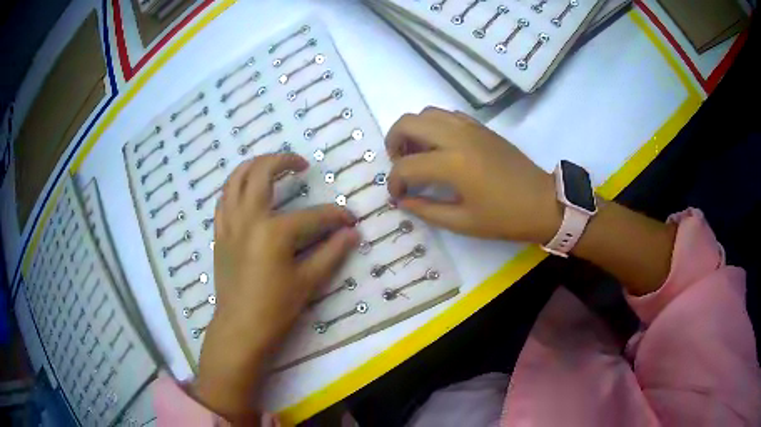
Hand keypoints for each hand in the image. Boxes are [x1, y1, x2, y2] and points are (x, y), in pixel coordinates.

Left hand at [192, 154, 358, 420]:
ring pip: (236, 178)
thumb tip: (353, 233)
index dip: (336, 217)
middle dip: (284, 160)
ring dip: (254, 164)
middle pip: (262, 172)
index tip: (350, 220)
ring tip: (271, 165)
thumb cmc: (275, 308)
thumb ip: (332, 252)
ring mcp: (229, 223)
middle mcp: (248, 218)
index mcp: (274, 232)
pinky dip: (235, 185)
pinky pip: (223, 198)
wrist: (240, 328)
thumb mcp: (308, 282)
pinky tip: (246, 190)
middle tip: (300, 163)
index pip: (313, 216)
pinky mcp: (220, 232)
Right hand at [386, 107, 561, 242]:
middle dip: (394, 141)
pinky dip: (434, 125)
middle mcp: (457, 137)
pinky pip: (448, 115)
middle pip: (408, 122)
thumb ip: (427, 210)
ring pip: (427, 113)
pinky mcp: (481, 126)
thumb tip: (403, 201)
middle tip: (399, 163)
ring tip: (417, 153)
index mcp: (452, 164)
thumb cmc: (505, 217)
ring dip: (414, 130)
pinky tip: (440, 145)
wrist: (542, 202)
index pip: (406, 166)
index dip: (395, 182)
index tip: (398, 195)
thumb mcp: (463, 222)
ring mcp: (470, 127)